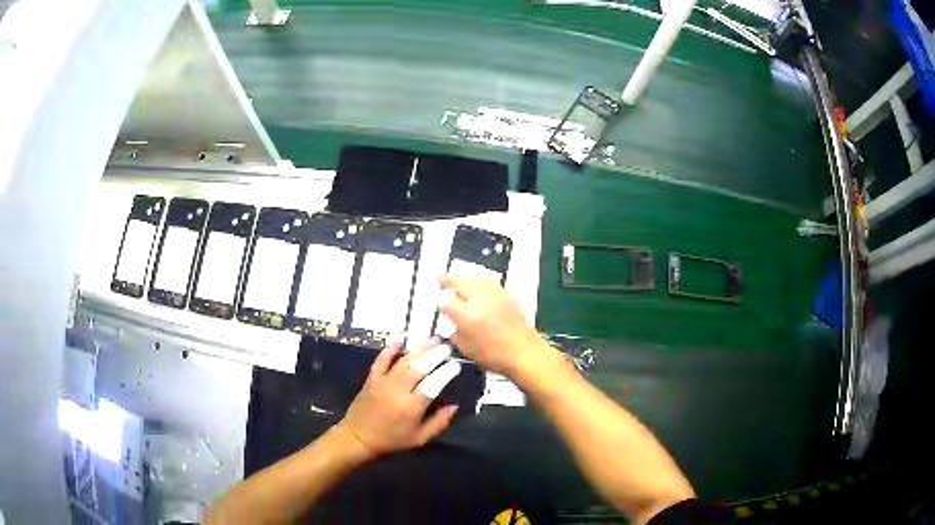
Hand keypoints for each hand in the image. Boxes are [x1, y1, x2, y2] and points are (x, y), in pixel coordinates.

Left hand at [337, 341, 458, 457]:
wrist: (359, 437)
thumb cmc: (392, 440)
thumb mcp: (420, 438)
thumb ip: (439, 422)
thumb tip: (455, 405)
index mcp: (411, 408)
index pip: (432, 385)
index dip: (445, 373)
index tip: (456, 365)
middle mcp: (397, 392)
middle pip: (418, 369)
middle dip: (434, 355)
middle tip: (447, 347)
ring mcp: (382, 383)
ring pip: (402, 362)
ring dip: (419, 349)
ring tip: (433, 339)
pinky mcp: (371, 378)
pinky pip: (381, 360)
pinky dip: (390, 348)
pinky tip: (401, 338)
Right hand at [439, 275, 541, 376]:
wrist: (524, 353)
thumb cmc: (494, 356)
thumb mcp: (465, 348)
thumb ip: (455, 332)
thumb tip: (451, 322)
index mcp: (467, 315)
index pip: (445, 300)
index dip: (438, 299)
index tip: (436, 300)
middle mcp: (480, 299)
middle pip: (459, 281)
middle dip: (447, 279)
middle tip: (439, 277)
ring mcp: (495, 295)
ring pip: (475, 278)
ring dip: (464, 278)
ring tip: (458, 279)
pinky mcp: (507, 295)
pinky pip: (489, 283)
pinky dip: (480, 283)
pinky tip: (478, 287)